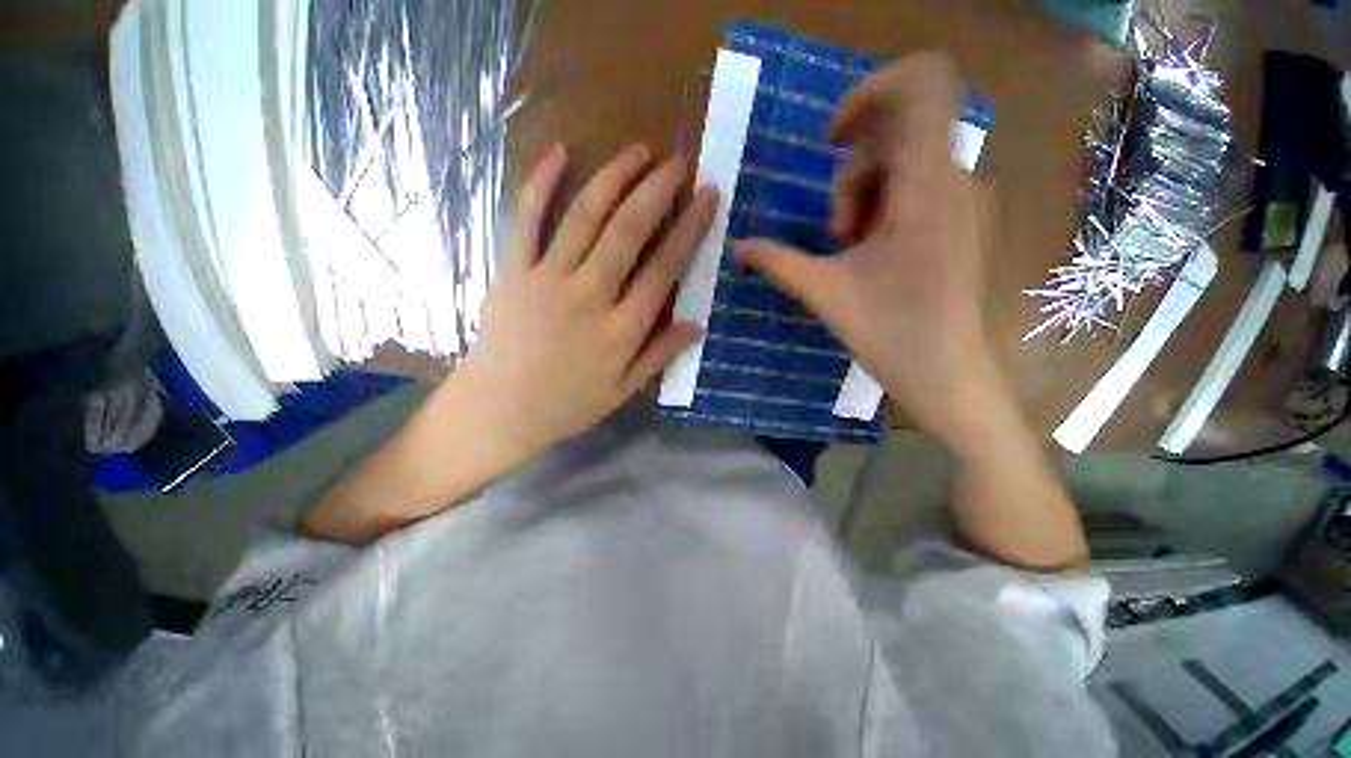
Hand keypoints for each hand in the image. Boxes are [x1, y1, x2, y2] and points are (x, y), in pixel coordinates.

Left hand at [455, 143, 717, 456]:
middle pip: (628, 232)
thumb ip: (659, 355)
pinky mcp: (512, 271)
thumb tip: (696, 325)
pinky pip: (526, 219)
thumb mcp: (622, 390)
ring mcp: (547, 279)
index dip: (689, 229)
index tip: (708, 197)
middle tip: (679, 163)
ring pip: (585, 217)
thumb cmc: (566, 404)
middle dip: (658, 191)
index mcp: (620, 330)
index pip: (664, 269)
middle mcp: (589, 296)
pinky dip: (541, 183)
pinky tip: (560, 152)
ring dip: (614, 178)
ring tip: (639, 151)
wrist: (498, 409)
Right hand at [735, 52, 987, 443]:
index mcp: (929, 184)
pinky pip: (916, 187)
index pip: (924, 82)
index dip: (871, 91)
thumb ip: (777, 262)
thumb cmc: (891, 334)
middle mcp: (955, 178)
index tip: (833, 138)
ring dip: (863, 196)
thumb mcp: (824, 293)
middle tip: (838, 229)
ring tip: (850, 248)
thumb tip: (737, 246)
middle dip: (853, 171)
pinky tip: (869, 251)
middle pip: (899, 128)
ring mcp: (961, 200)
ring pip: (904, 161)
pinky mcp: (958, 221)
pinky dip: (881, 208)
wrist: (948, 376)